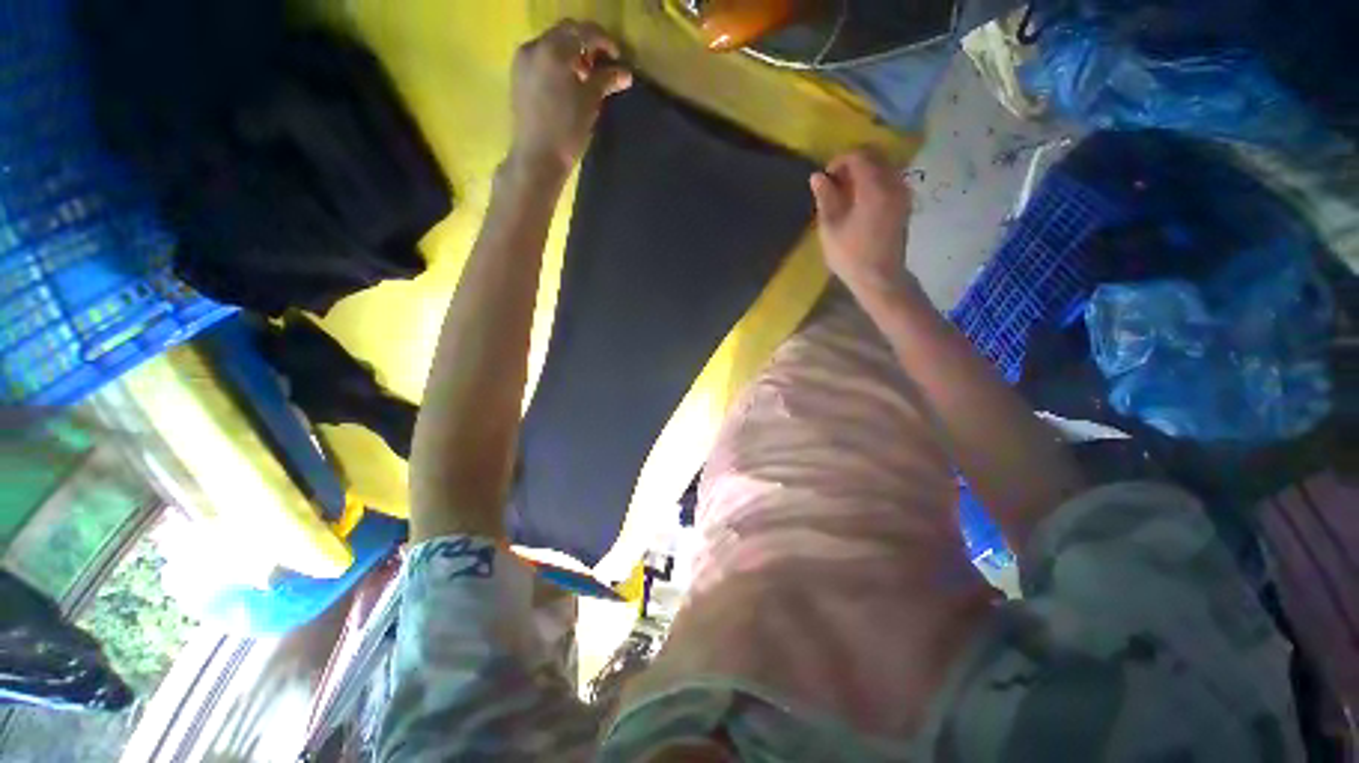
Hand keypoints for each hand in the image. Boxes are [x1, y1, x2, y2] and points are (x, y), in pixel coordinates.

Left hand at [510, 20, 632, 172]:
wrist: (537, 157)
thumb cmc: (567, 131)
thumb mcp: (590, 103)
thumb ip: (606, 80)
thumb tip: (625, 73)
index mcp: (554, 50)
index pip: (584, 32)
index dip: (604, 41)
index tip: (617, 58)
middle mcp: (535, 47)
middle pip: (565, 32)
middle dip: (586, 43)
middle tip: (602, 64)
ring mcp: (523, 60)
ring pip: (552, 44)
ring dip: (571, 52)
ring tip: (586, 76)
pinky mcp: (518, 75)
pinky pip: (541, 57)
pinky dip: (557, 62)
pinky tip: (568, 83)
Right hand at [809, 148, 915, 295]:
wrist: (880, 278)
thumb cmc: (851, 255)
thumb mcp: (830, 228)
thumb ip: (825, 198)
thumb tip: (817, 176)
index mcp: (874, 188)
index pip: (858, 156)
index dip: (839, 162)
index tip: (825, 179)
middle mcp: (893, 184)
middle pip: (875, 156)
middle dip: (852, 164)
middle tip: (834, 184)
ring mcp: (903, 193)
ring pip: (884, 167)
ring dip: (864, 172)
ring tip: (845, 194)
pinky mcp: (905, 204)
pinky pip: (890, 180)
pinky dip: (874, 181)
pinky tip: (860, 201)